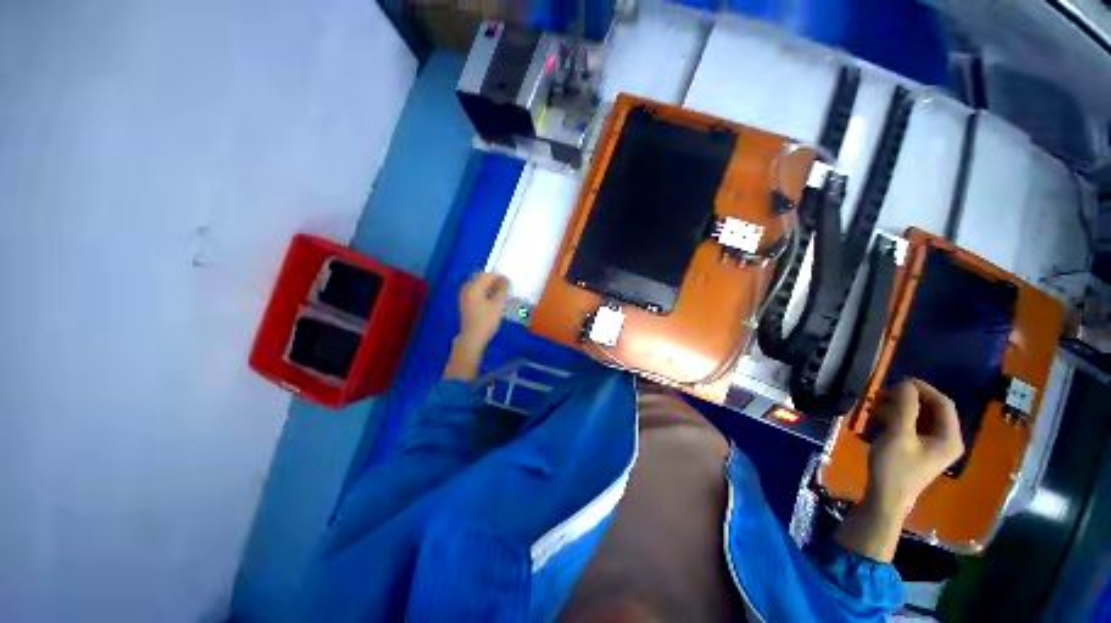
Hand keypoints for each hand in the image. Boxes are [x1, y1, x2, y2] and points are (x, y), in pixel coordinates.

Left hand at [444, 273, 508, 381]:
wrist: (472, 338)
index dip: (499, 276)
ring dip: (490, 287)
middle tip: (506, 286)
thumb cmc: (486, 321)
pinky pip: (476, 292)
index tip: (510, 281)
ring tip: (501, 293)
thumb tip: (505, 280)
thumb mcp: (498, 305)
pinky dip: (485, 292)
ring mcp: (465, 296)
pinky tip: (493, 299)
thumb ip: (502, 290)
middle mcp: (467, 289)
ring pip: (479, 285)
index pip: (487, 275)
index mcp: (474, 288)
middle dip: (494, 280)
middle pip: (481, 279)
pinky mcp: (466, 303)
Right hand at [865, 379, 964, 513]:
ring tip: (875, 406)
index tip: (898, 381)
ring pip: (920, 417)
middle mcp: (947, 440)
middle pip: (931, 409)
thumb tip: (906, 384)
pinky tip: (877, 418)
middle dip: (907, 399)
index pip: (943, 403)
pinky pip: (912, 426)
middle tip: (882, 394)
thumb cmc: (894, 466)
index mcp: (950, 438)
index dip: (923, 389)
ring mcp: (933, 446)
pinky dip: (896, 418)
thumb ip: (905, 408)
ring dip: (898, 408)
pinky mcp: (919, 450)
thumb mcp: (898, 434)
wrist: (885, 497)